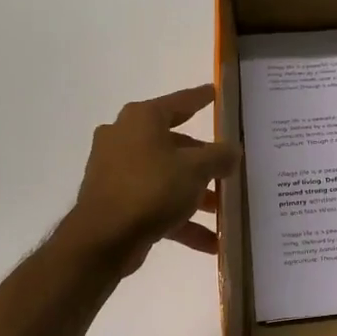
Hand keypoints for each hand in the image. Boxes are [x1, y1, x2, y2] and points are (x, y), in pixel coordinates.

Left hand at [62, 85, 241, 274]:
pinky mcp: (116, 201)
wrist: (103, 238)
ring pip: (166, 177)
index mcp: (142, 119)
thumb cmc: (151, 189)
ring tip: (223, 211)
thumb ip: (220, 156)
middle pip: (175, 145)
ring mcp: (117, 171)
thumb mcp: (196, 169)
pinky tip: (210, 242)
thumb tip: (233, 150)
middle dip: (204, 162)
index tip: (216, 93)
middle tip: (229, 168)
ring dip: (195, 195)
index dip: (201, 98)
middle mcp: (125, 138)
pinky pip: (156, 204)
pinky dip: (181, 220)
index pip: (180, 102)